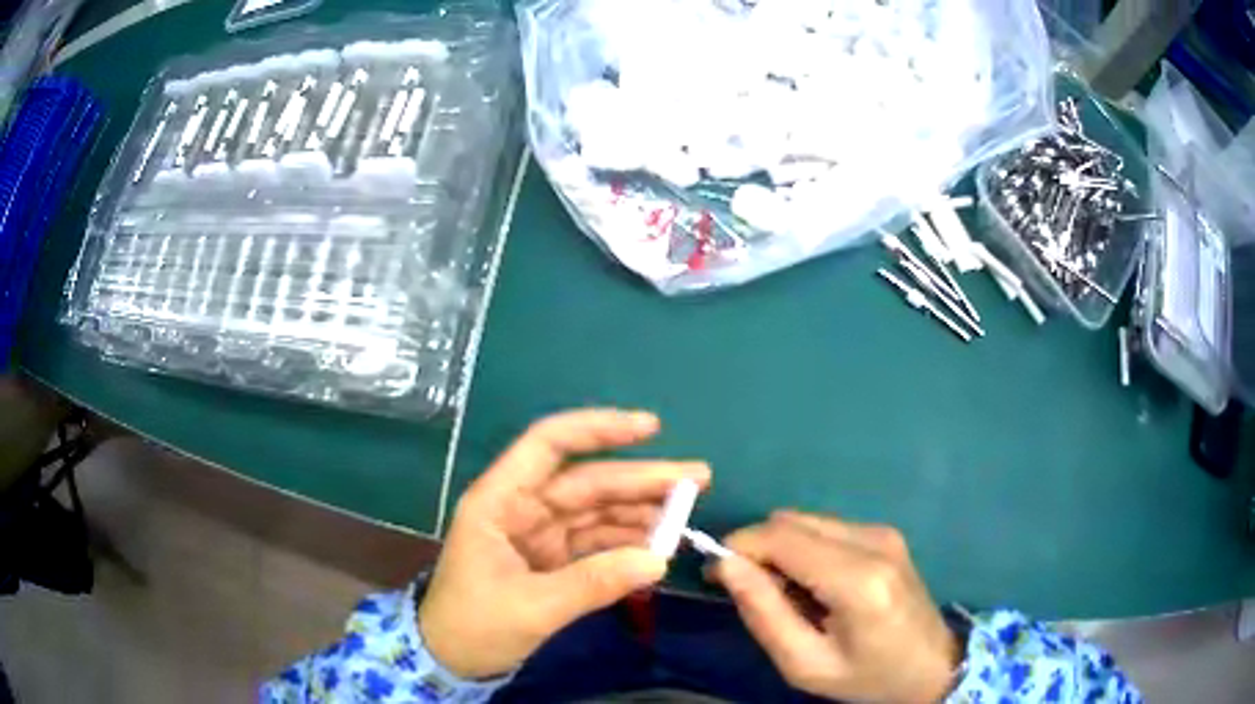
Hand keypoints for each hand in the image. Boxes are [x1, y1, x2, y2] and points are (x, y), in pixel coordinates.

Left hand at [418, 409, 709, 678]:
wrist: (451, 659)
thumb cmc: (473, 625)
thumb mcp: (531, 607)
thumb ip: (593, 583)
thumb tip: (658, 560)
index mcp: (500, 501)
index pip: (548, 444)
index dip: (597, 429)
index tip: (650, 428)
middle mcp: (522, 507)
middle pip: (587, 481)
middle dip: (641, 479)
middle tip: (698, 479)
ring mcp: (539, 533)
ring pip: (596, 511)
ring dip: (641, 511)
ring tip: (688, 514)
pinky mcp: (551, 559)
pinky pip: (596, 541)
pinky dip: (627, 542)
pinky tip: (659, 544)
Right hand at [712, 511, 960, 703]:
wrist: (932, 665)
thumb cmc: (867, 676)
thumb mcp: (806, 664)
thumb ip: (764, 614)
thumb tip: (726, 565)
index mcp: (857, 580)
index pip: (780, 538)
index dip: (738, 547)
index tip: (715, 576)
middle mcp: (872, 542)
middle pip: (790, 521)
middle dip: (756, 548)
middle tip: (749, 592)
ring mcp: (882, 532)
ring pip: (805, 520)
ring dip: (780, 548)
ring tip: (784, 593)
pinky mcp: (885, 533)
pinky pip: (825, 527)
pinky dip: (803, 548)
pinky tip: (812, 583)